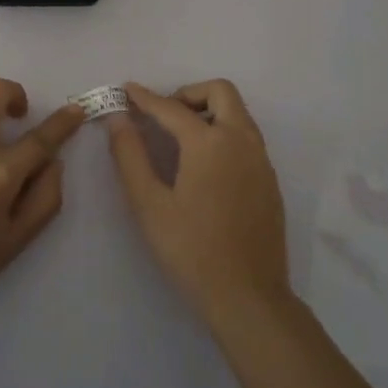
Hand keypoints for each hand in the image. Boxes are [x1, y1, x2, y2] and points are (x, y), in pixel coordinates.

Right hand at [107, 79, 292, 332]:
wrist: (248, 297)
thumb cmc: (191, 250)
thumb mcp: (149, 204)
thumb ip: (130, 155)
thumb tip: (118, 119)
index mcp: (210, 143)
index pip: (171, 107)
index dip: (145, 97)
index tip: (126, 90)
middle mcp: (241, 141)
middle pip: (220, 92)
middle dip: (188, 94)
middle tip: (163, 116)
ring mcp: (261, 161)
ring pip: (238, 114)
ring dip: (209, 112)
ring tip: (180, 140)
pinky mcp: (269, 181)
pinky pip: (247, 138)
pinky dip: (224, 133)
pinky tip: (204, 168)